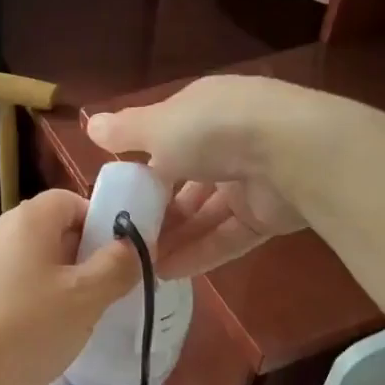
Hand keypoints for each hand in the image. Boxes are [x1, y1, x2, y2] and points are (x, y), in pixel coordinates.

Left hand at [0, 189, 139, 384]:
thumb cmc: (25, 325)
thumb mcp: (85, 297)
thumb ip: (117, 266)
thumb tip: (133, 245)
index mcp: (31, 218)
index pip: (74, 201)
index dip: (103, 224)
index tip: (121, 259)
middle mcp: (5, 231)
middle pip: (58, 231)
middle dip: (88, 259)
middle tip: (109, 293)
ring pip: (42, 264)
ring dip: (68, 286)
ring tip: (84, 319)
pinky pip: (23, 287)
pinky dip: (42, 303)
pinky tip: (51, 335)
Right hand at [86, 75, 312, 278]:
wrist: (294, 154)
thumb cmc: (213, 129)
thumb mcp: (158, 125)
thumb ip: (125, 131)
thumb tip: (90, 124)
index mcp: (203, 111)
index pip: (166, 139)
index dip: (142, 167)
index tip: (118, 196)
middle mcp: (228, 141)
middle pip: (186, 180)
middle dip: (157, 210)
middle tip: (124, 240)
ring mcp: (251, 179)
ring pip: (205, 213)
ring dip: (174, 237)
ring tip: (139, 265)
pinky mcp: (269, 215)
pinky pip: (227, 236)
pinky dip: (199, 253)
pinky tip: (167, 273)